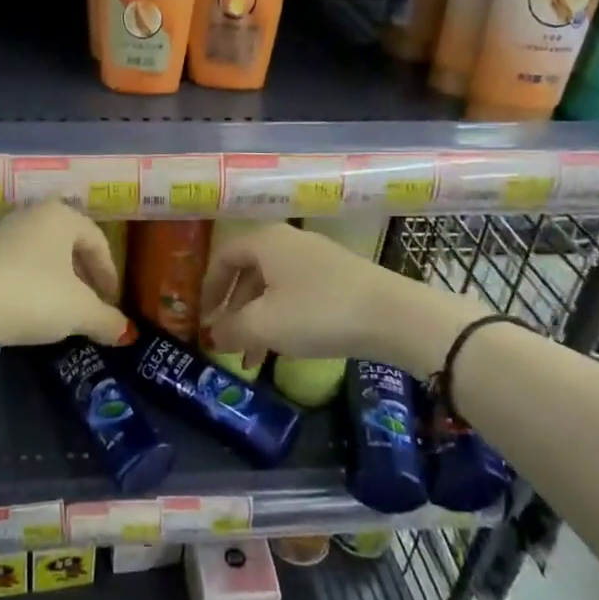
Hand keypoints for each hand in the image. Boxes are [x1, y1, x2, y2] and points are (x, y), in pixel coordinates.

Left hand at [0, 202, 134, 347]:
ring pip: (44, 255)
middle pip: (70, 244)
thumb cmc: (33, 296)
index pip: (98, 241)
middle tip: (92, 304)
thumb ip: (107, 320)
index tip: (112, 302)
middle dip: (85, 276)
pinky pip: (20, 266)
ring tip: (64, 310)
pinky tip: (32, 309)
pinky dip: (34, 284)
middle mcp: (33, 216)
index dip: (109, 274)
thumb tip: (125, 332)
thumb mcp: (80, 312)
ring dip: (59, 281)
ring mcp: (3, 233)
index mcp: (61, 216)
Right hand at [200, 222, 417, 367]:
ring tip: (254, 358)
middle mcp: (289, 242)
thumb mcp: (265, 325)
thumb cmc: (318, 312)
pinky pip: (299, 294)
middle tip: (227, 341)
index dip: (208, 288)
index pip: (223, 257)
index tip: (203, 318)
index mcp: (266, 242)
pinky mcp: (341, 279)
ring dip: (259, 320)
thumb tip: (214, 336)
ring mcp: (318, 259)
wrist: (396, 316)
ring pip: (274, 287)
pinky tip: (287, 348)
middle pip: (249, 272)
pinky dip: (284, 319)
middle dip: (234, 310)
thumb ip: (232, 330)